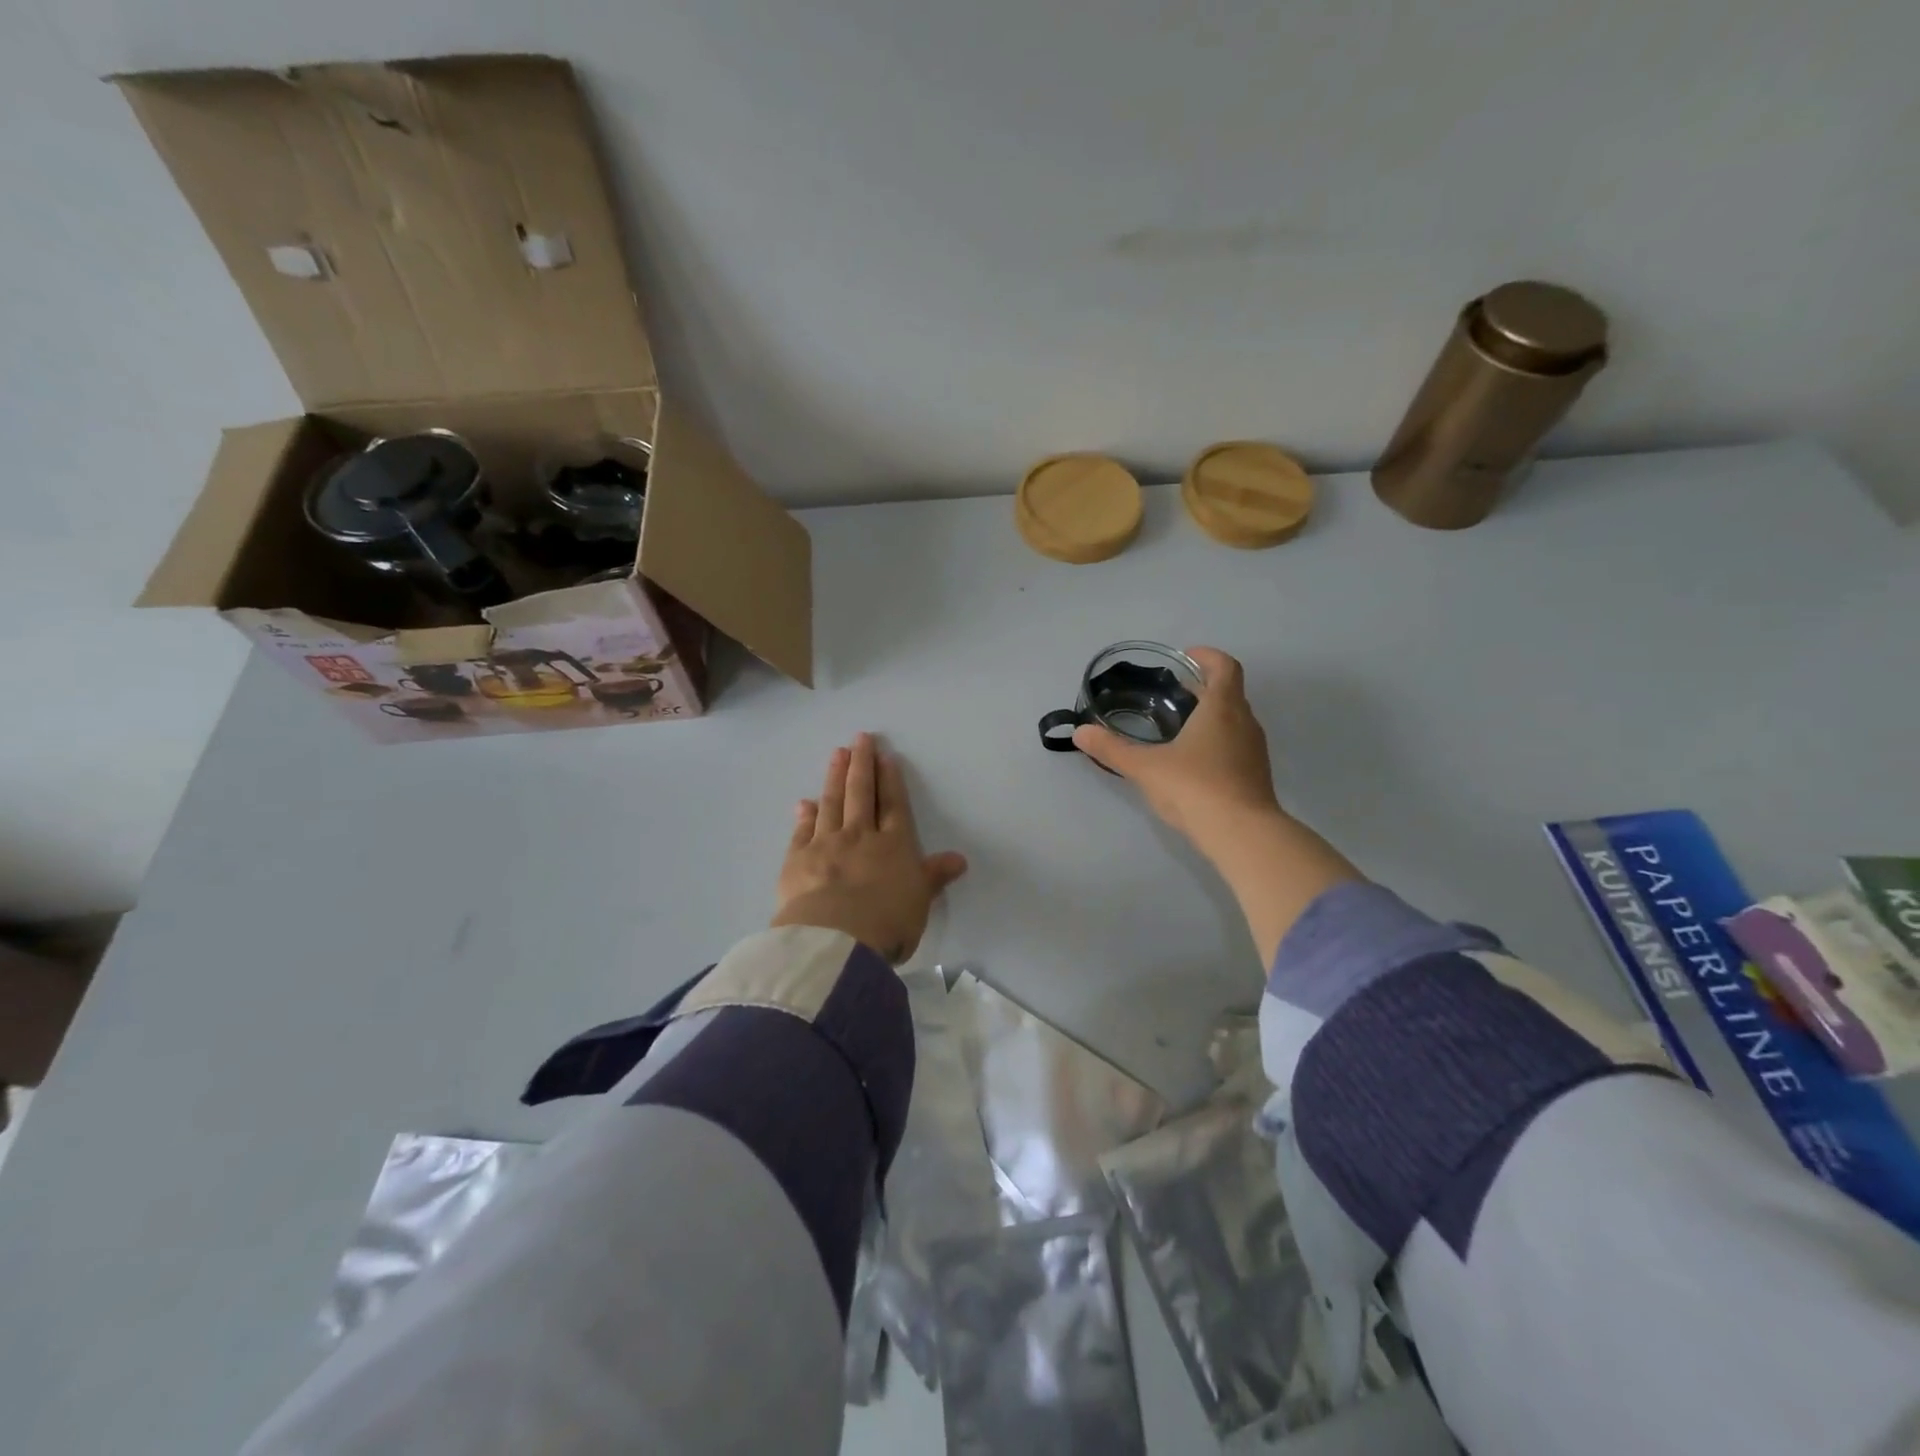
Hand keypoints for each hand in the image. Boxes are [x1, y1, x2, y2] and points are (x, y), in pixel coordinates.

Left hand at [772, 733, 968, 963]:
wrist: (836, 940)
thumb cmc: (888, 922)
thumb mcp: (920, 901)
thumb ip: (934, 876)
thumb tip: (959, 859)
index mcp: (893, 845)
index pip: (893, 805)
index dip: (890, 780)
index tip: (885, 756)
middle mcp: (859, 836)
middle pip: (860, 793)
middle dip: (861, 764)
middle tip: (859, 739)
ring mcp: (825, 844)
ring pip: (831, 803)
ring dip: (834, 777)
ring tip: (836, 754)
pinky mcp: (797, 860)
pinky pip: (802, 831)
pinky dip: (804, 815)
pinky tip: (804, 803)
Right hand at [1072, 647, 1280, 851]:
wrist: (1242, 834)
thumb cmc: (1195, 788)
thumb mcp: (1145, 767)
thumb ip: (1112, 748)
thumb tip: (1080, 732)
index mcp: (1222, 708)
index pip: (1225, 667)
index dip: (1207, 657)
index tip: (1185, 658)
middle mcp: (1244, 722)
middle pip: (1229, 693)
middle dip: (1203, 688)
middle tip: (1173, 693)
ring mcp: (1254, 750)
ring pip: (1235, 720)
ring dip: (1212, 716)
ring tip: (1179, 727)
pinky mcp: (1256, 775)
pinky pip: (1237, 745)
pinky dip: (1217, 741)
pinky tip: (1193, 762)